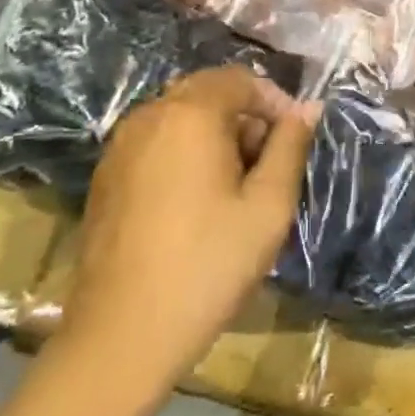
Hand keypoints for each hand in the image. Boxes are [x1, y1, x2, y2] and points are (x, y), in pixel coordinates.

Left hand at [61, 68, 318, 381]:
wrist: (122, 335)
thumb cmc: (209, 265)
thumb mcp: (268, 206)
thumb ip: (290, 147)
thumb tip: (308, 108)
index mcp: (189, 115)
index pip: (240, 80)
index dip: (275, 101)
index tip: (296, 139)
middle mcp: (148, 117)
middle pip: (207, 92)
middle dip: (245, 116)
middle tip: (269, 164)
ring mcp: (120, 147)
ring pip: (179, 117)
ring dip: (215, 134)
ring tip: (238, 185)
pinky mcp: (105, 178)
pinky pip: (156, 143)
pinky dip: (185, 153)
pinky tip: (198, 201)